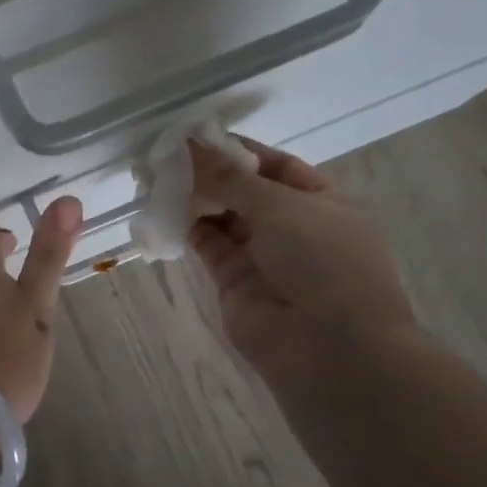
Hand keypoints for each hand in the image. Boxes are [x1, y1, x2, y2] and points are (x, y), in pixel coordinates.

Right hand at [186, 137, 419, 384]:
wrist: (329, 349)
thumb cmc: (323, 261)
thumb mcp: (281, 206)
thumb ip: (230, 176)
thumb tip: (191, 144)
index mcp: (323, 202)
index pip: (275, 166)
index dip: (238, 150)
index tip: (197, 137)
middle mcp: (294, 228)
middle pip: (245, 192)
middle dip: (210, 174)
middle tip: (166, 157)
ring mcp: (264, 258)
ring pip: (223, 219)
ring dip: (194, 199)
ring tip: (157, 178)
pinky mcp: (235, 283)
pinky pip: (209, 246)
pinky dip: (187, 228)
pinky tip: (163, 210)